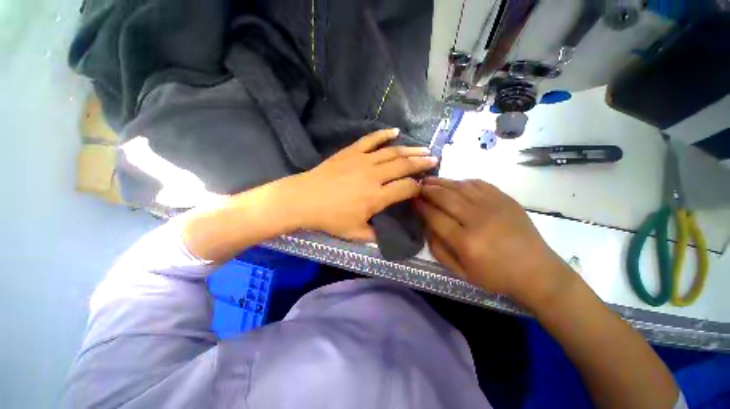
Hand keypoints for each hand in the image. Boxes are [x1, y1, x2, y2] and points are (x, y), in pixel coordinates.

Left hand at [287, 129, 437, 240]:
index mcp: (377, 197)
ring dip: (410, 150)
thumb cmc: (329, 218)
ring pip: (392, 152)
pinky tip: (395, 131)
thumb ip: (374, 235)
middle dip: (422, 163)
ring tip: (423, 149)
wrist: (304, 199)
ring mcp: (363, 161)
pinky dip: (384, 134)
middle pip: (404, 166)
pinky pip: (371, 139)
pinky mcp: (351, 152)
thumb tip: (386, 236)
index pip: (406, 188)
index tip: (423, 187)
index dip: (418, 187)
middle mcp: (375, 176)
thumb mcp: (354, 233)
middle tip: (434, 160)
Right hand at [415, 178, 576, 306]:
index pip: (434, 217)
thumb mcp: (461, 272)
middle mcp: (478, 220)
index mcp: (466, 242)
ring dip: (441, 182)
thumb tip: (426, 226)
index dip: (420, 207)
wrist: (537, 271)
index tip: (411, 201)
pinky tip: (454, 183)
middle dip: (427, 190)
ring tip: (428, 180)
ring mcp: (493, 206)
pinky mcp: (505, 199)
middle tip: (417, 187)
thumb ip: (438, 250)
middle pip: (445, 197)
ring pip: (459, 187)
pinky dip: (461, 182)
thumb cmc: (496, 276)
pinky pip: (478, 184)